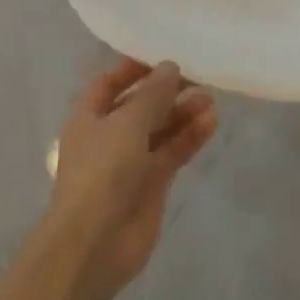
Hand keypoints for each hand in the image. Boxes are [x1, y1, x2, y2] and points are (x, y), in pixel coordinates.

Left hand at [47, 58, 216, 292]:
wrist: (96, 242)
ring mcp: (131, 161)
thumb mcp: (126, 124)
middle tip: (198, 76)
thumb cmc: (102, 172)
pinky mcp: (152, 184)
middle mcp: (108, 135)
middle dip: (165, 91)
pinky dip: (189, 138)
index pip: (110, 83)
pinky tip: (211, 123)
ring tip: (209, 98)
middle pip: (139, 106)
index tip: (164, 58)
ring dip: (182, 113)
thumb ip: (152, 95)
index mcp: (88, 116)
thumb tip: (170, 67)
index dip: (134, 69)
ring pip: (160, 130)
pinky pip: (172, 153)